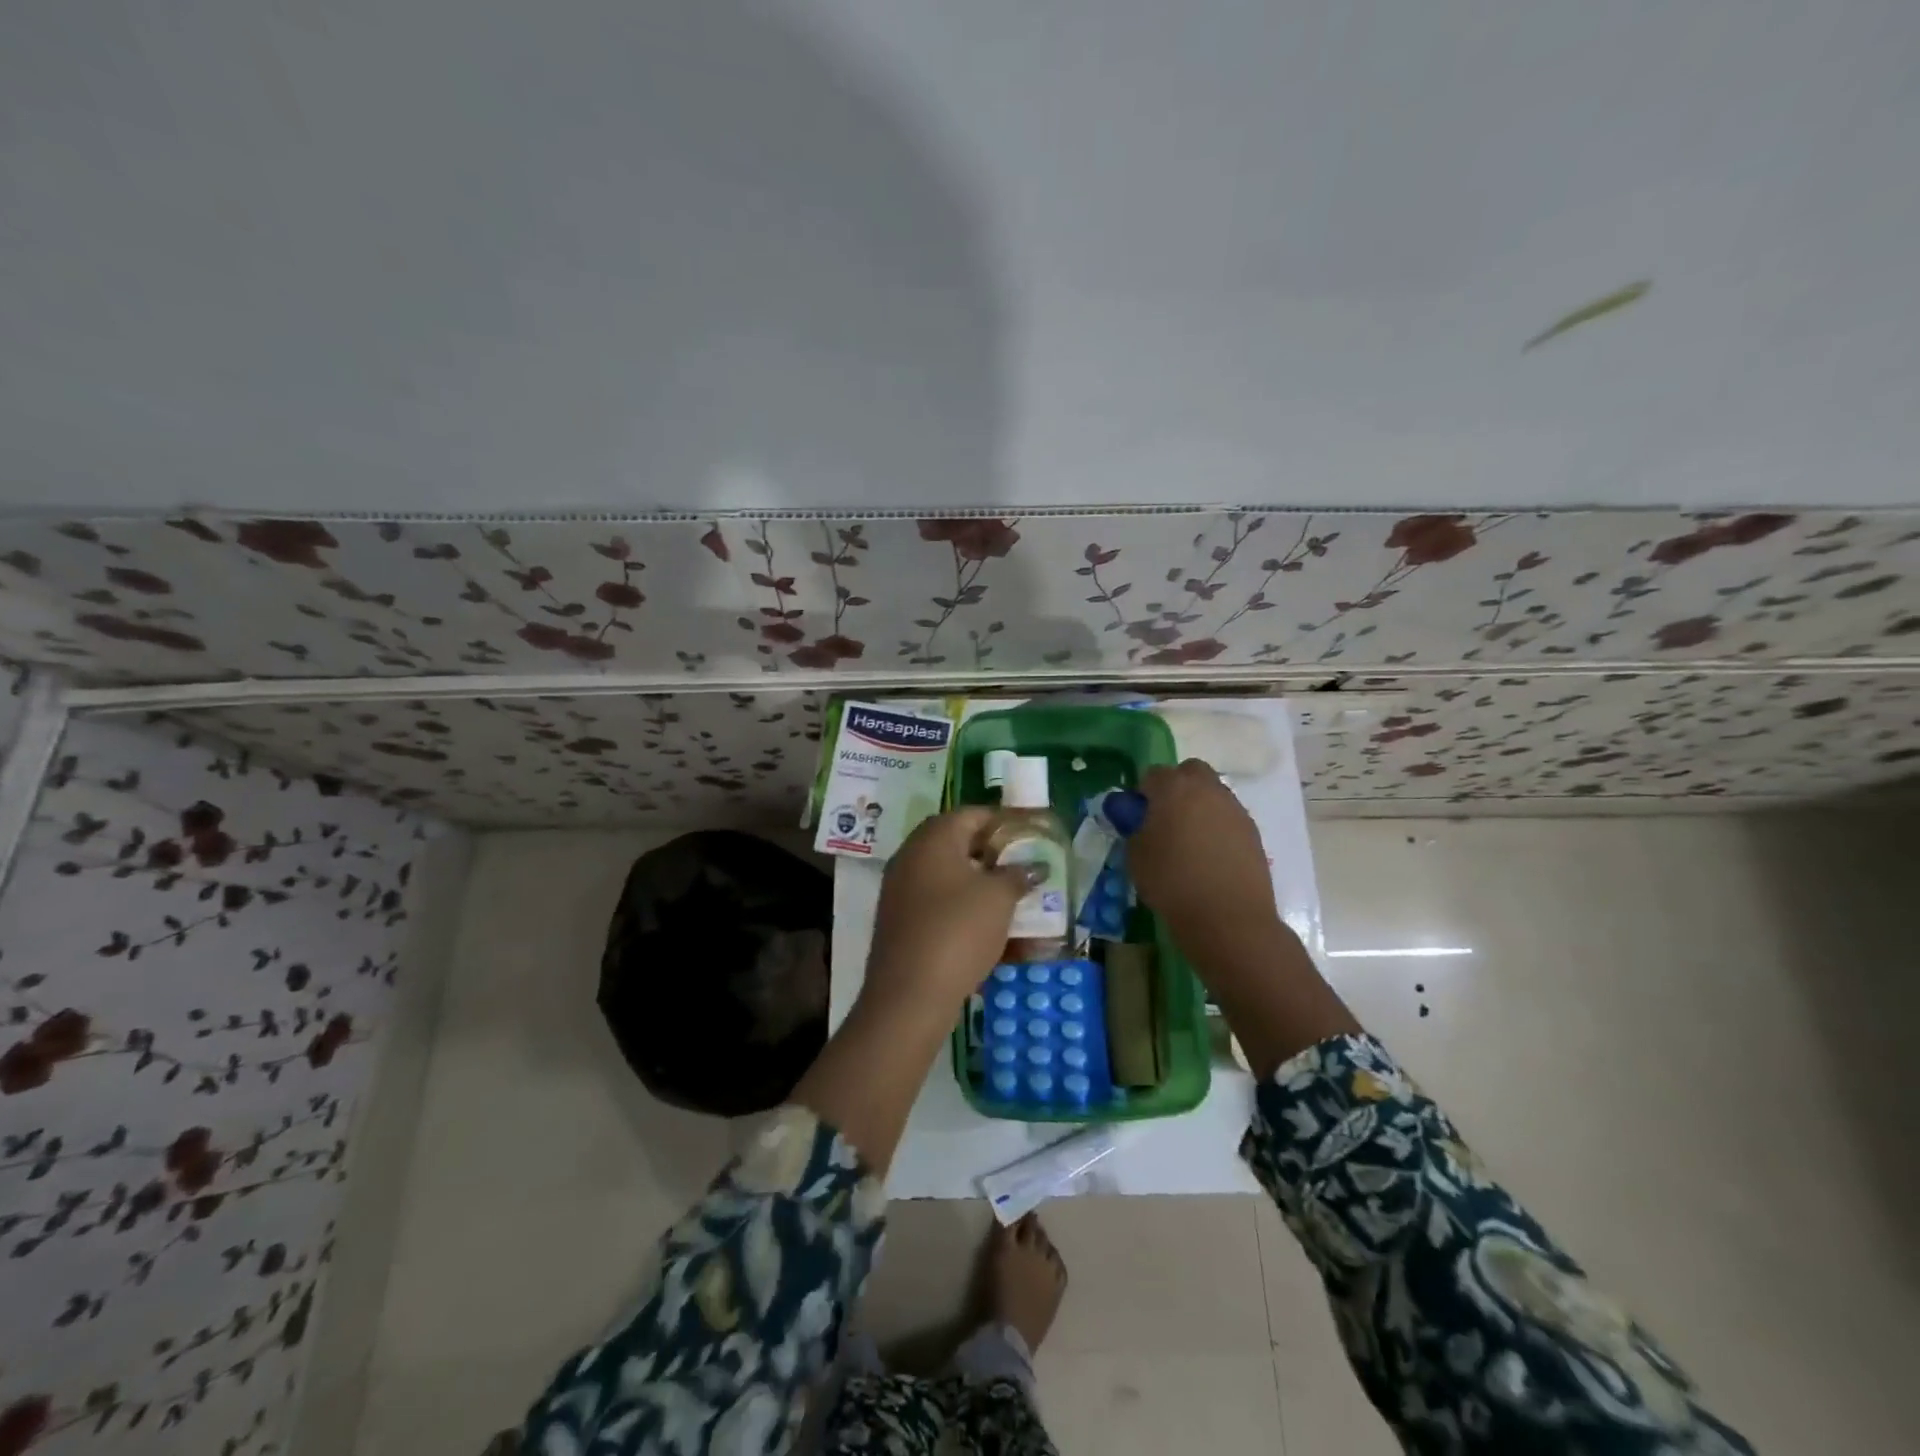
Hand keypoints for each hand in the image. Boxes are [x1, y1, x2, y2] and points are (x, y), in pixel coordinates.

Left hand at [862, 808, 1034, 1024]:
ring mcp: (902, 892)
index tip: (1031, 836)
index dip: (1004, 822)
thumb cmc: (958, 930)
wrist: (909, 995)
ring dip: (984, 890)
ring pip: (951, 882)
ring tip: (1018, 904)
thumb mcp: (999, 898)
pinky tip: (997, 937)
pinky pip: (941, 910)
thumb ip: (1019, 875)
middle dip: (996, 858)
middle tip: (1026, 870)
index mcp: (933, 839)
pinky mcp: (902, 925)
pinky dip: (968, 916)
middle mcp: (912, 858)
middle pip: (959, 847)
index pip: (972, 814)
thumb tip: (1035, 866)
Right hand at [1128, 760, 1278, 944]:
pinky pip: (1228, 816)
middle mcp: (1207, 789)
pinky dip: (1216, 826)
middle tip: (1165, 818)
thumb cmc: (1172, 882)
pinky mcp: (1252, 830)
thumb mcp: (1136, 855)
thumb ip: (1132, 826)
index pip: (1152, 774)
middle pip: (1189, 772)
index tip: (1138, 817)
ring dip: (1198, 805)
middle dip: (1176, 787)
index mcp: (1174, 788)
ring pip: (1212, 793)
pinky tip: (1209, 855)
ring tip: (1189, 840)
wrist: (1228, 917)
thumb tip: (1134, 815)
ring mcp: (1234, 808)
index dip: (1142, 793)